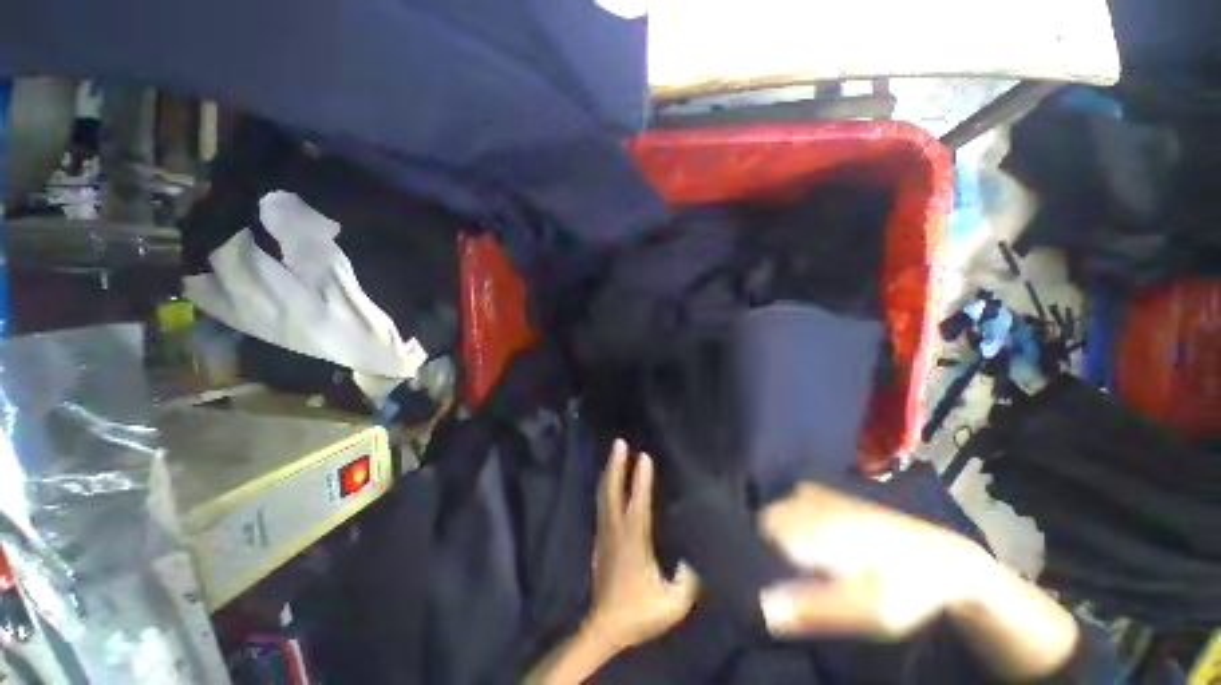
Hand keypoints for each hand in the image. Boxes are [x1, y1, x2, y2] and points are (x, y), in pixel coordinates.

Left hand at [586, 440, 698, 651]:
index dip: (640, 478)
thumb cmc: (639, 613)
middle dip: (616, 465)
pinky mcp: (599, 538)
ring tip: (614, 454)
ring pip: (603, 495)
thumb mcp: (672, 604)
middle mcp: (616, 530)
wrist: (603, 628)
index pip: (637, 503)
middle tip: (619, 443)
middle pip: (612, 491)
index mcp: (634, 541)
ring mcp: (604, 533)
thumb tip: (697, 556)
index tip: (643, 455)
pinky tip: (609, 481)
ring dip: (609, 472)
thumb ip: (689, 580)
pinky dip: (605, 486)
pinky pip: (601, 504)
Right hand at [758, 481, 1079, 681]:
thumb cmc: (906, 589)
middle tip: (796, 578)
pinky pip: (790, 503)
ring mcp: (819, 494)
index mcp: (815, 527)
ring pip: (776, 512)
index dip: (760, 558)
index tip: (776, 583)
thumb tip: (761, 608)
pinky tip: (812, 544)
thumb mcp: (868, 612)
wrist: (944, 558)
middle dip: (769, 547)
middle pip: (765, 521)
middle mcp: (811, 503)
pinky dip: (790, 521)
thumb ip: (814, 609)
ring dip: (779, 535)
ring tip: (806, 565)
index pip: (762, 534)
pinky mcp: (828, 494)